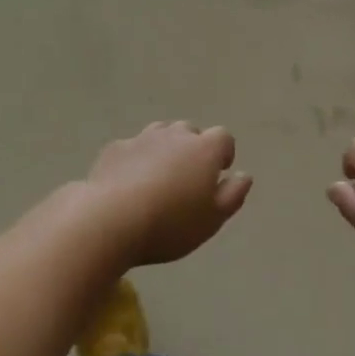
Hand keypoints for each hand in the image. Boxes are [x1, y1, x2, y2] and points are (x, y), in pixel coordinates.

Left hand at [86, 122, 251, 266]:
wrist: (110, 219)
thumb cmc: (170, 223)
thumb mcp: (212, 219)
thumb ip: (233, 195)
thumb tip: (244, 175)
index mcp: (204, 149)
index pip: (223, 137)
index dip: (223, 154)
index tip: (218, 175)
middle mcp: (176, 135)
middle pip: (190, 132)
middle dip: (193, 149)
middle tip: (187, 180)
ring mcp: (143, 138)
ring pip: (161, 134)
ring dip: (165, 149)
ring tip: (159, 178)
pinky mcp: (115, 148)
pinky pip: (133, 147)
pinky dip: (137, 159)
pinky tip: (129, 183)